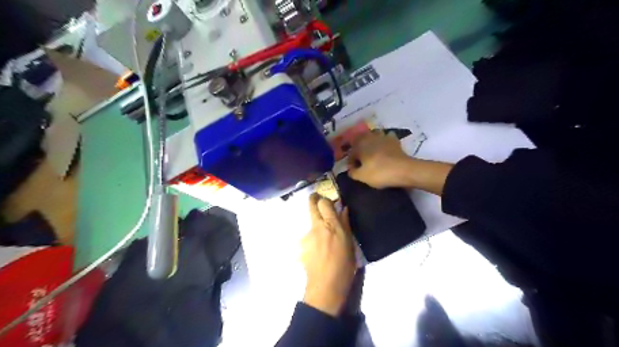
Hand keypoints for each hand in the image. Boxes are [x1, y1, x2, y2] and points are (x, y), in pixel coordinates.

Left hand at [302, 194, 355, 315]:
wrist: (326, 285)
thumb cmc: (344, 264)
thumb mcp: (349, 243)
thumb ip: (345, 223)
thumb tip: (343, 208)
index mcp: (331, 225)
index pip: (323, 202)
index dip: (324, 199)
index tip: (328, 201)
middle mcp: (317, 226)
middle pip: (312, 205)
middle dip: (314, 200)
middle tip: (319, 202)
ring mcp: (307, 236)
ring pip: (311, 222)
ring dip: (317, 225)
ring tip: (324, 241)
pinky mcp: (301, 245)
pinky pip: (308, 237)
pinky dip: (313, 239)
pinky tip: (319, 251)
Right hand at [347, 130, 414, 189]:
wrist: (404, 170)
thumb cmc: (379, 173)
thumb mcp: (362, 176)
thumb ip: (352, 172)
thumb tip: (350, 169)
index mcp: (360, 146)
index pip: (351, 153)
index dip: (351, 162)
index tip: (354, 170)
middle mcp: (370, 138)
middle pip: (361, 139)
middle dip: (359, 147)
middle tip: (361, 158)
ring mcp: (383, 137)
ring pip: (374, 134)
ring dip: (371, 141)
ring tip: (373, 151)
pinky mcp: (394, 140)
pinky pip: (387, 137)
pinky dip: (385, 141)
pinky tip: (386, 147)